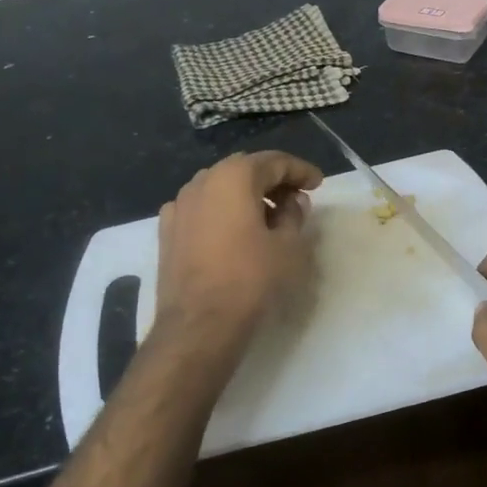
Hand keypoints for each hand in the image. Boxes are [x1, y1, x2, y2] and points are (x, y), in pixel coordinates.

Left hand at [153, 151, 323, 350]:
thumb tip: (292, 202)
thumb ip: (294, 215)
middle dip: (273, 180)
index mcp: (234, 177)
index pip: (274, 162)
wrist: (199, 324)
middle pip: (244, 170)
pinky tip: (233, 232)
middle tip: (296, 199)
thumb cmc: (250, 280)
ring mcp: (179, 205)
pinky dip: (222, 212)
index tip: (318, 184)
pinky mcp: (168, 230)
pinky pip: (201, 209)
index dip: (300, 171)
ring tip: (268, 217)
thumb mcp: (288, 247)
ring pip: (220, 187)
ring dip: (246, 195)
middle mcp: (202, 181)